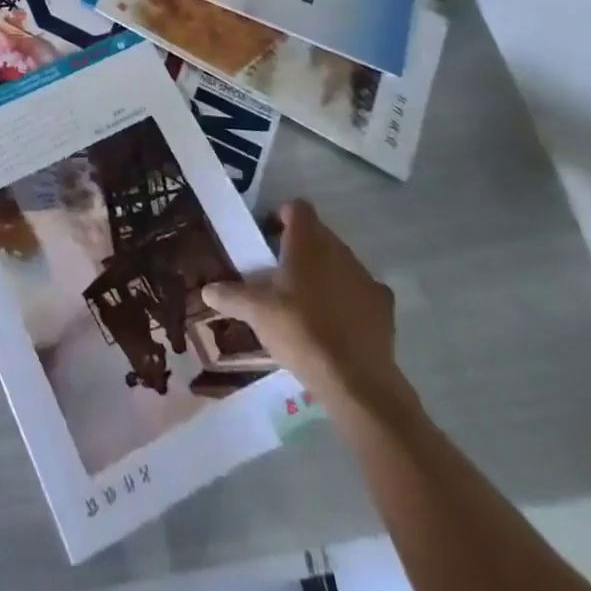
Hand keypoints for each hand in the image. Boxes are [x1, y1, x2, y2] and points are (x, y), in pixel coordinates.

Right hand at [202, 199, 406, 414]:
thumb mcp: (256, 313)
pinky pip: (361, 288)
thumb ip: (230, 296)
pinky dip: (348, 296)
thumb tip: (206, 290)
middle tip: (278, 272)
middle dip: (299, 246)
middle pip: (317, 233)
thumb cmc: (301, 332)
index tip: (266, 238)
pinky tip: (336, 321)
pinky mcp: (384, 305)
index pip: (297, 208)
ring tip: (306, 300)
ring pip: (339, 260)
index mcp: (307, 243)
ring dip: (324, 270)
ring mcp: (365, 276)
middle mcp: (338, 250)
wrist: (357, 382)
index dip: (281, 216)